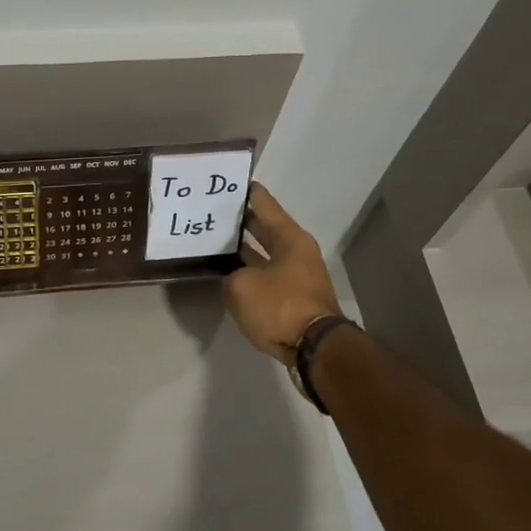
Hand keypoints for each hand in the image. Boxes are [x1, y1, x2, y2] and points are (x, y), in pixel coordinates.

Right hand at [224, 183, 345, 360]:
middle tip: (215, 210)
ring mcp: (298, 276)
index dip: (247, 191)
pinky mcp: (294, 298)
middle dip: (242, 220)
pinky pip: (267, 275)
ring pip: (266, 253)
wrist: (315, 349)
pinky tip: (229, 272)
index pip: (264, 203)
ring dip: (245, 248)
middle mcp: (297, 251)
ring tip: (217, 240)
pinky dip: (250, 271)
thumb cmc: (280, 306)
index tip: (230, 180)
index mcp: (289, 238)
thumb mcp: (241, 286)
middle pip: (266, 228)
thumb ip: (232, 276)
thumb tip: (237, 279)